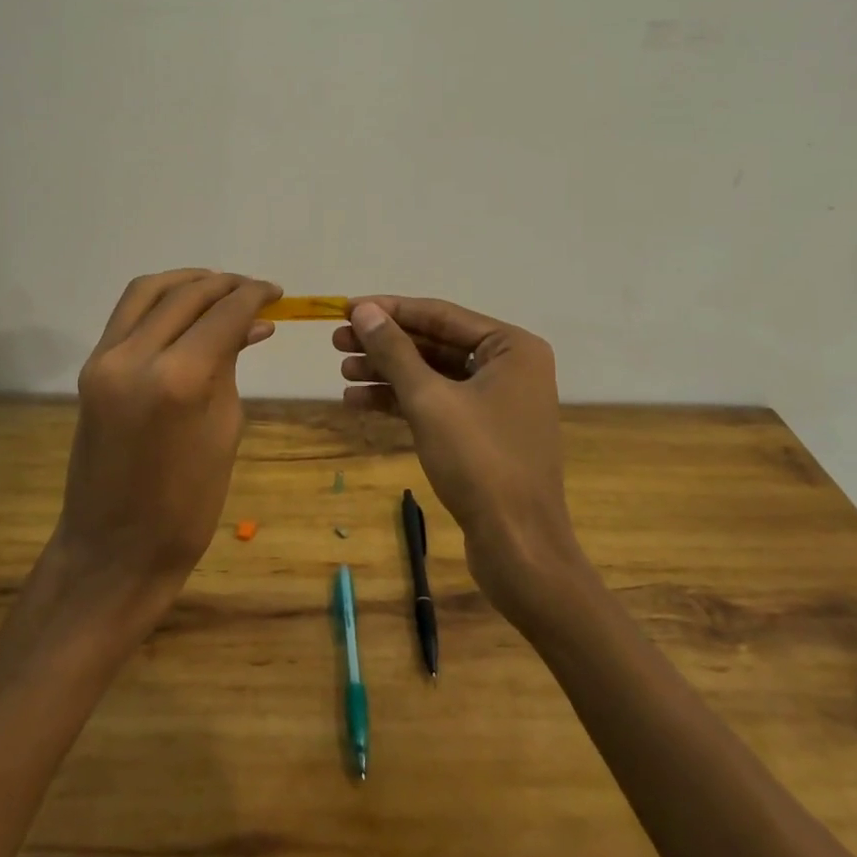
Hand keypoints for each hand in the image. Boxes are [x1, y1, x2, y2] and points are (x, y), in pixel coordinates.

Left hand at [47, 270, 281, 618]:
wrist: (113, 549)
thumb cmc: (186, 504)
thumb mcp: (225, 428)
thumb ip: (230, 364)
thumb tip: (252, 323)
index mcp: (177, 379)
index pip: (223, 313)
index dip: (254, 295)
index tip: (277, 292)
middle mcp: (134, 356)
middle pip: (186, 294)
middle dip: (226, 285)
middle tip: (256, 292)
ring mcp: (104, 359)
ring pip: (148, 290)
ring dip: (188, 282)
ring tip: (221, 290)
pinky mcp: (91, 367)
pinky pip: (127, 313)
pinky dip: (161, 300)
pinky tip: (188, 309)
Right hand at [334, 296, 589, 619]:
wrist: (519, 548)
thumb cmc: (479, 463)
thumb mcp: (429, 400)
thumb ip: (394, 351)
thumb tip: (364, 310)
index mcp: (511, 347)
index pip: (439, 315)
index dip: (389, 310)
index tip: (345, 308)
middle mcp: (509, 366)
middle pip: (435, 343)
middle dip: (385, 344)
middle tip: (336, 342)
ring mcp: (498, 401)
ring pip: (433, 374)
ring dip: (388, 373)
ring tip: (342, 372)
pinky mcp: (484, 433)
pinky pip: (438, 403)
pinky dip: (402, 401)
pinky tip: (360, 402)